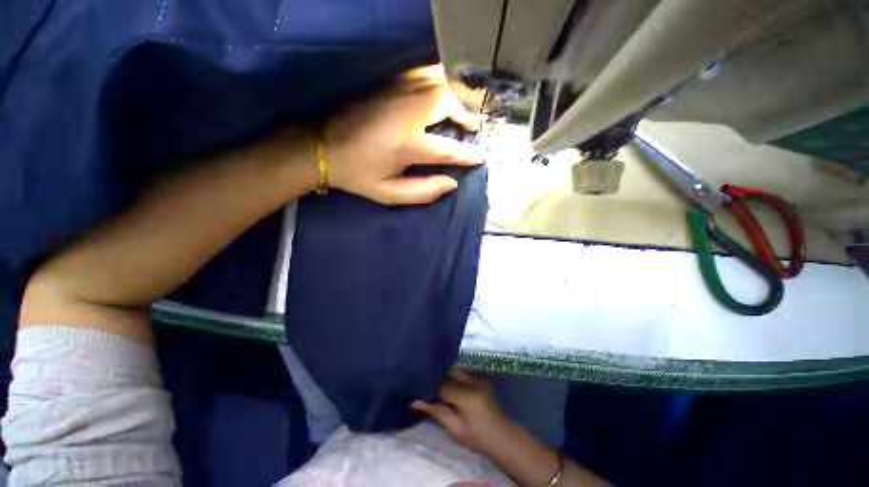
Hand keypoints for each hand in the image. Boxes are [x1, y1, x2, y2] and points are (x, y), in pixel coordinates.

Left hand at [324, 64, 484, 204]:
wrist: (324, 147)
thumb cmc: (358, 175)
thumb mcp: (389, 194)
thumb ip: (423, 192)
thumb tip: (452, 183)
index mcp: (406, 144)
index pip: (448, 149)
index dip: (467, 154)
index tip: (481, 156)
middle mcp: (406, 113)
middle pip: (446, 104)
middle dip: (463, 115)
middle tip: (470, 128)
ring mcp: (396, 93)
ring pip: (437, 84)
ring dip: (453, 98)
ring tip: (458, 114)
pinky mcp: (388, 85)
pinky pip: (422, 76)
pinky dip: (437, 83)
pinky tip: (440, 96)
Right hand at [412, 370, 513, 455]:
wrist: (502, 435)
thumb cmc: (477, 437)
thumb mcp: (455, 428)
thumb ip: (436, 411)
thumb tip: (414, 401)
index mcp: (467, 396)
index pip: (442, 384)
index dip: (429, 386)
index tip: (417, 387)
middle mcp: (473, 380)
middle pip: (448, 371)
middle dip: (436, 376)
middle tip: (422, 380)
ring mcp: (478, 376)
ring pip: (454, 368)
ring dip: (443, 373)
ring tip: (432, 378)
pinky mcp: (480, 376)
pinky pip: (461, 370)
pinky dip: (452, 373)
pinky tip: (444, 378)